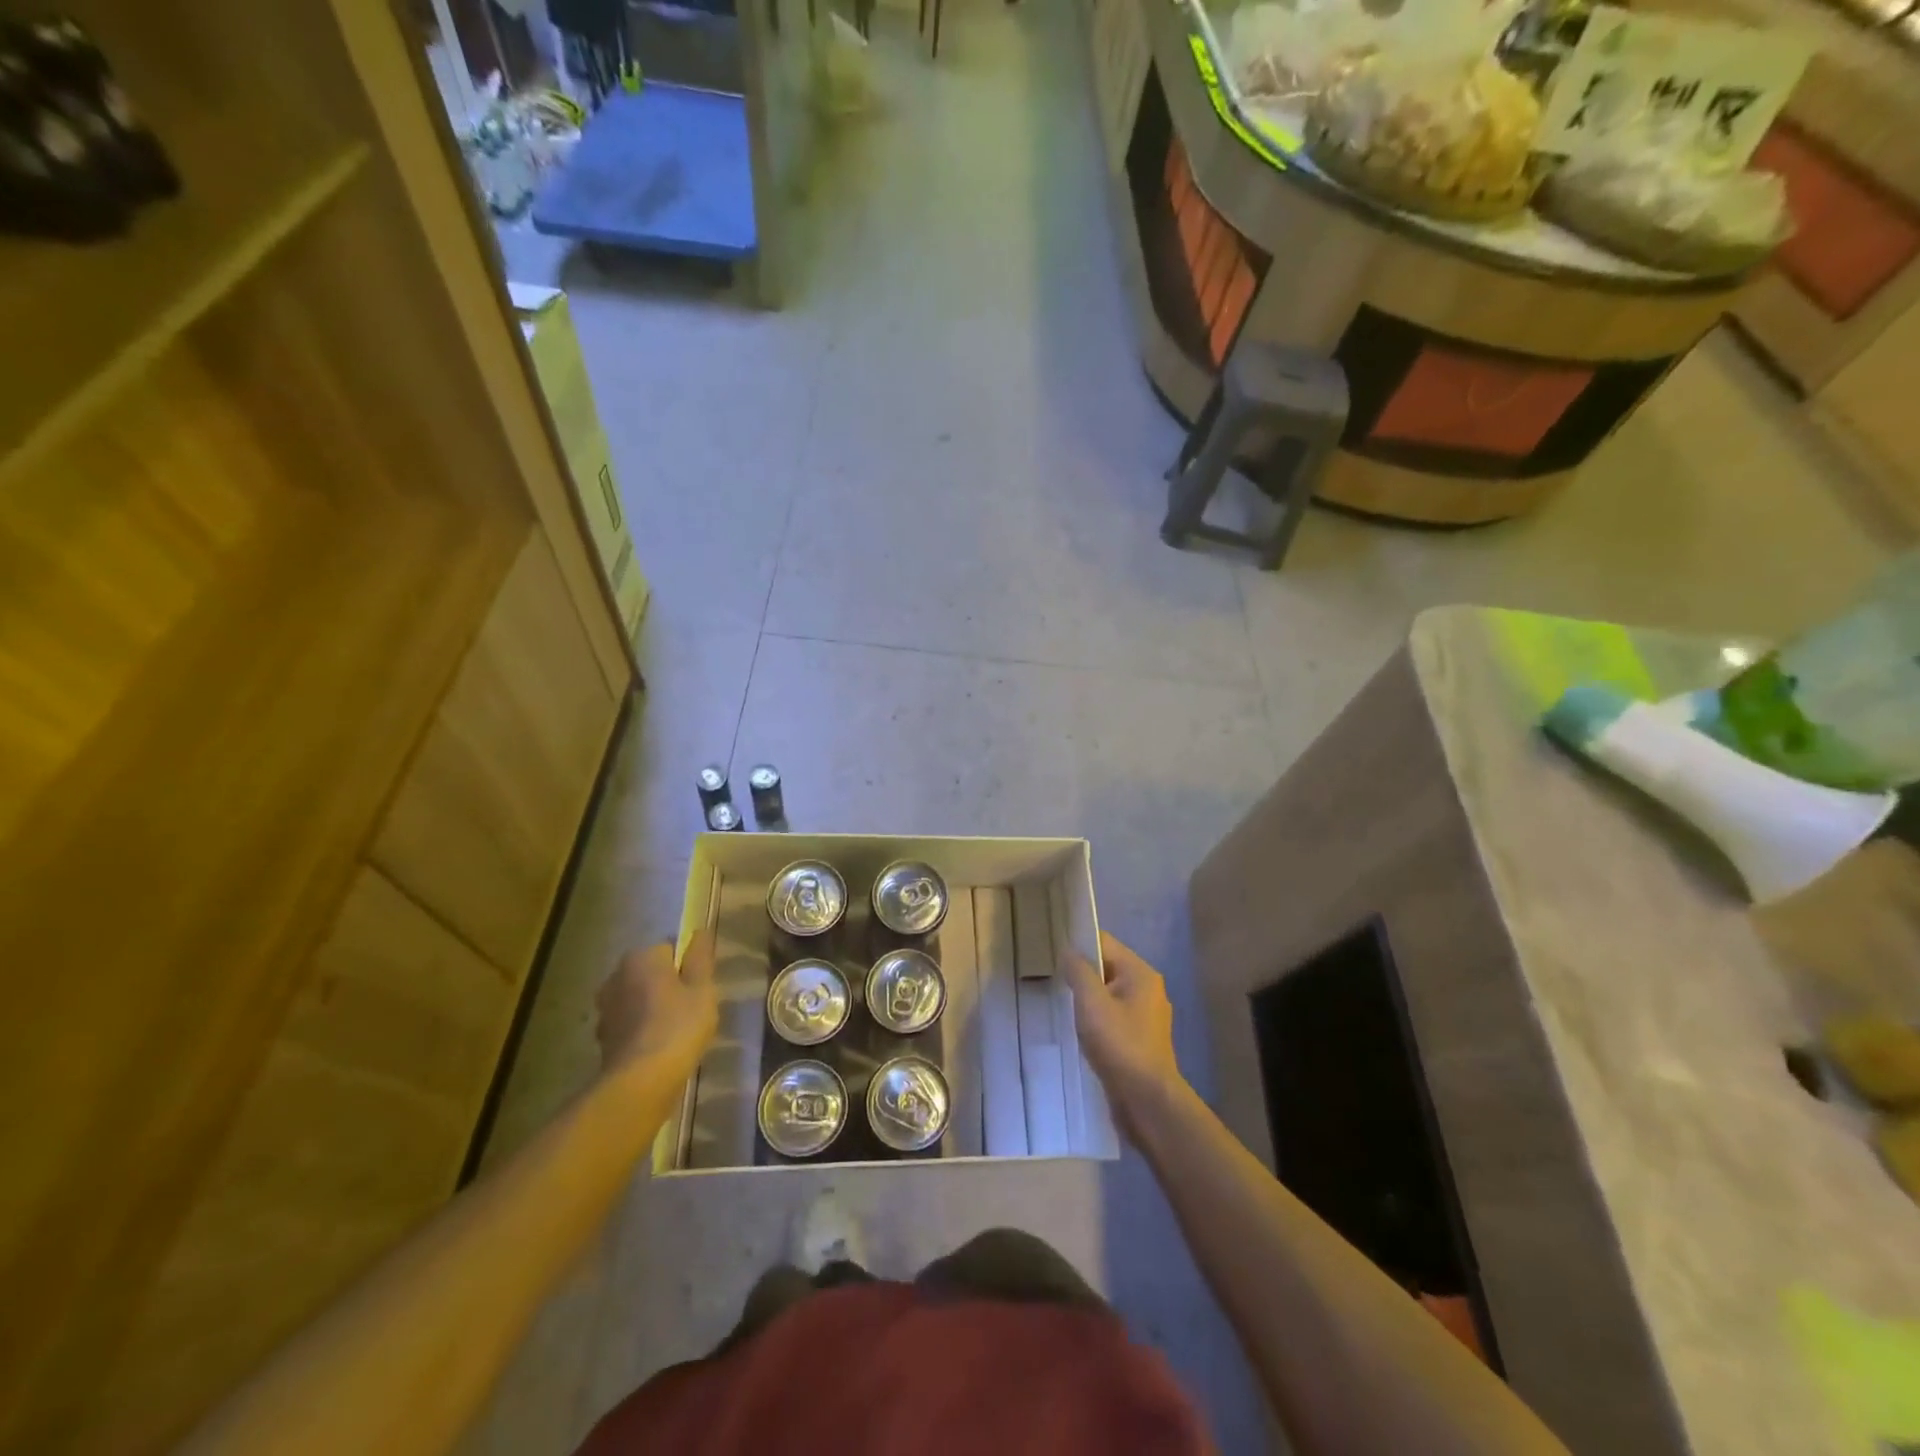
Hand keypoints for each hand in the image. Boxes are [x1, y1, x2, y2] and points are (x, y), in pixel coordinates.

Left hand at [596, 929, 717, 1084]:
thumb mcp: (702, 988)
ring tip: (677, 1031)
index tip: (700, 987)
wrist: (641, 1082)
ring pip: (638, 999)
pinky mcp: (603, 1038)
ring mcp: (605, 1009)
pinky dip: (642, 1030)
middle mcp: (615, 977)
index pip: (669, 949)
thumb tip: (700, 931)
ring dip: (653, 1008)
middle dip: (668, 986)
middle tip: (691, 1008)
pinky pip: (629, 1024)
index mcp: (640, 958)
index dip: (687, 967)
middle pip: (650, 974)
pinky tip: (659, 1047)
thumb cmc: (678, 1025)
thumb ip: (701, 958)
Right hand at [1062, 932, 1187, 1125]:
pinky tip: (1079, 1032)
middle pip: (1107, 968)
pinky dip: (1096, 1020)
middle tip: (1052, 983)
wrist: (1147, 1102)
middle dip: (1081, 975)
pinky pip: (1112, 1018)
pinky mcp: (1140, 1040)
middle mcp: (1148, 989)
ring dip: (1087, 1001)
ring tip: (1061, 1007)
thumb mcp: (1092, 1003)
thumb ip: (1079, 971)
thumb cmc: (1120, 1045)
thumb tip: (1068, 951)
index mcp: (1140, 973)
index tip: (1052, 956)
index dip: (1078, 946)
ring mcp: (1146, 1016)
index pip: (1104, 944)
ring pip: (1108, 995)